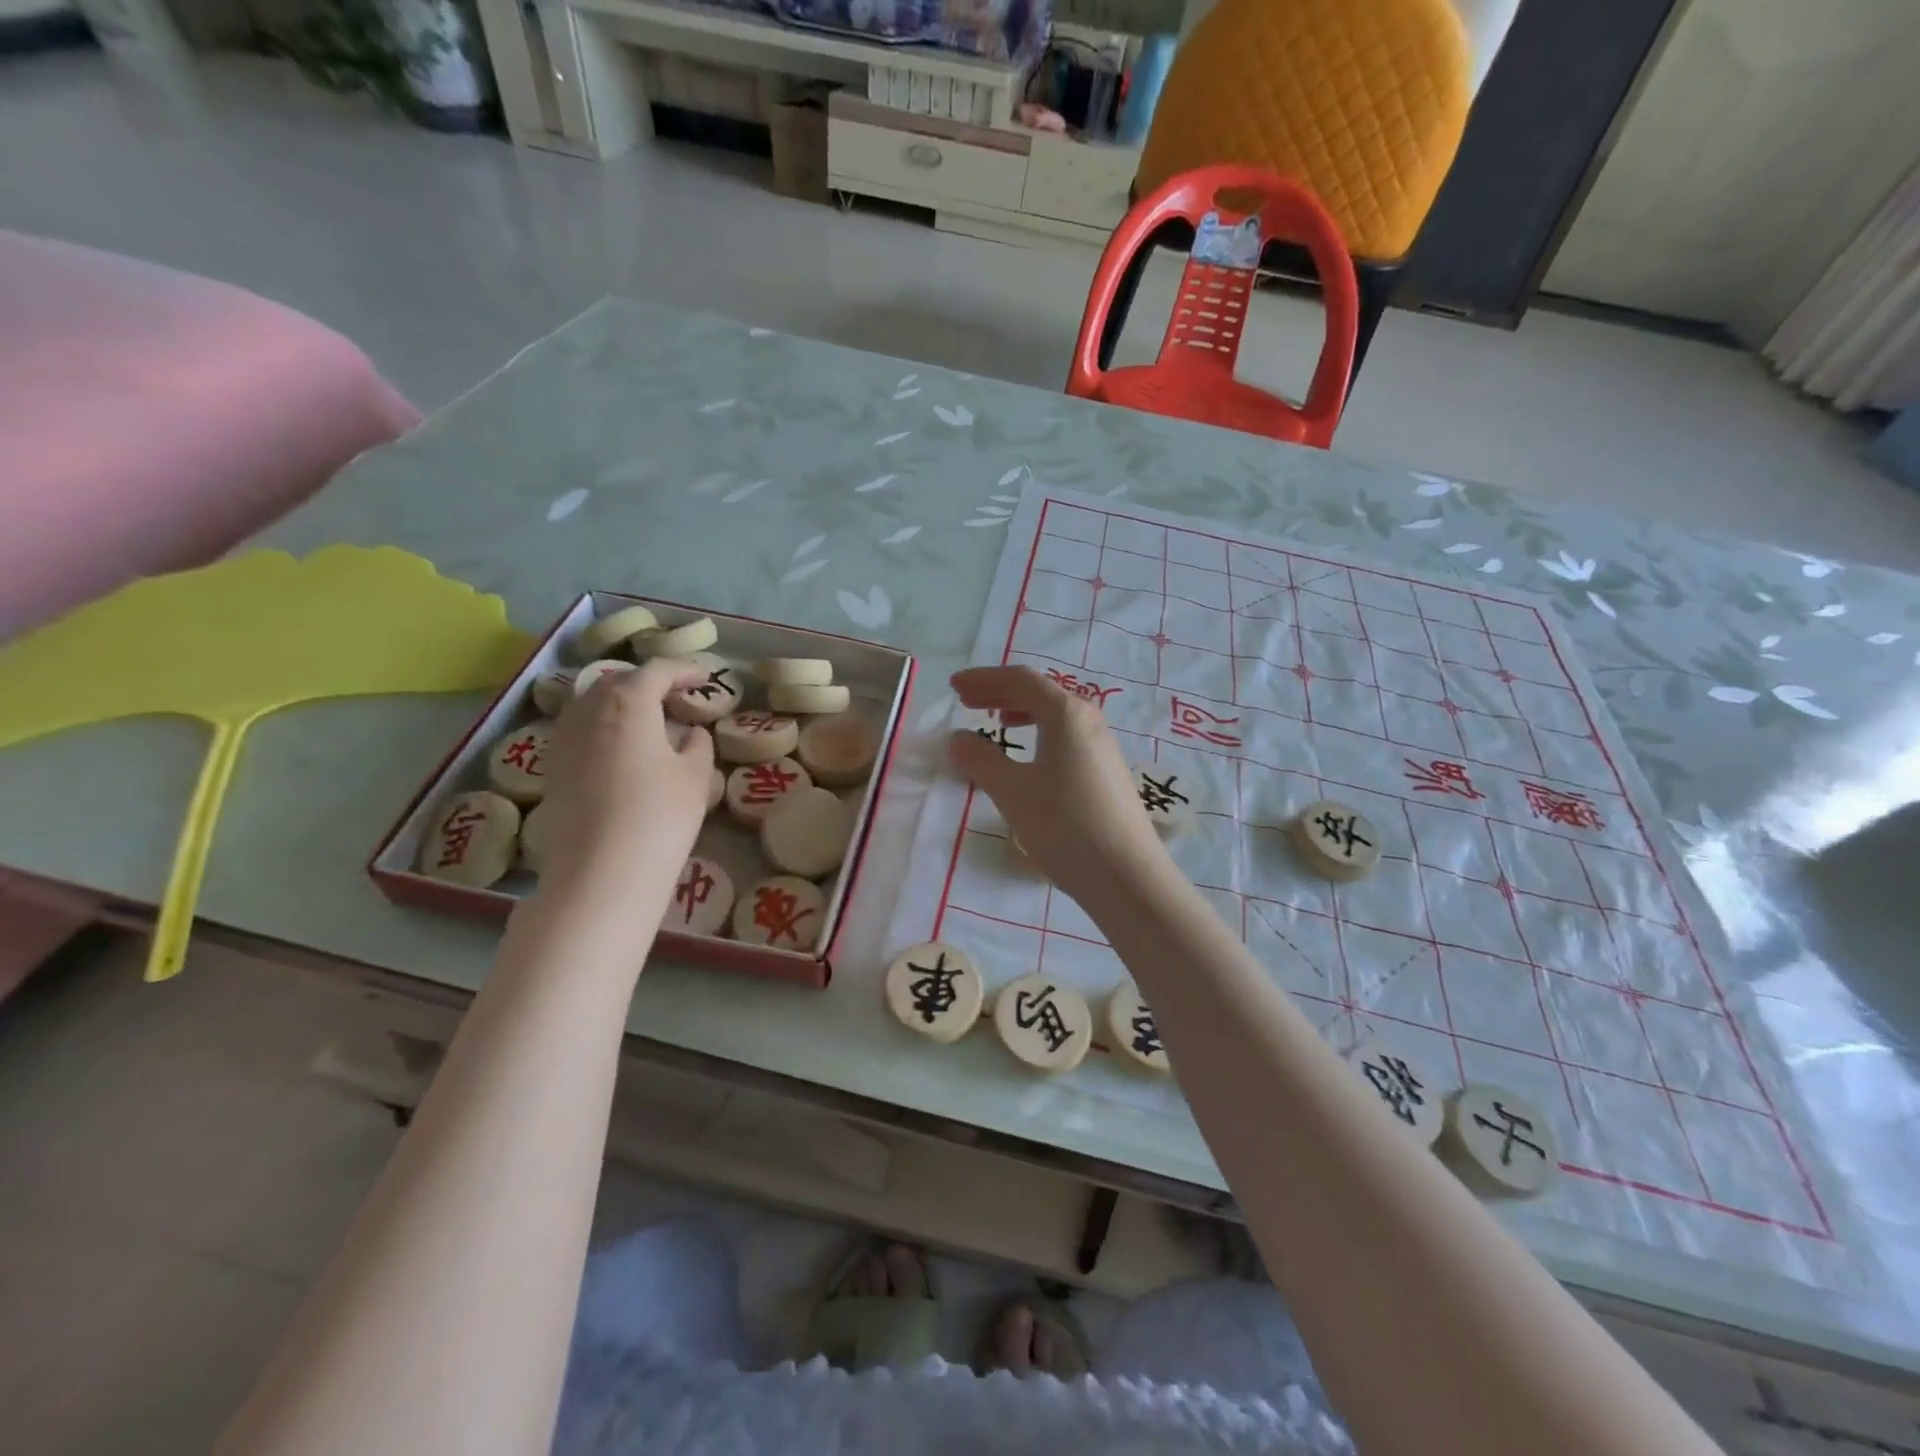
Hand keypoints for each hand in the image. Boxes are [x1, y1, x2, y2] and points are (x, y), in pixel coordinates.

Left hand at [539, 657, 714, 907]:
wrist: (602, 872)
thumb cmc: (660, 815)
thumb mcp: (695, 776)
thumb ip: (696, 745)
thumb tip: (690, 734)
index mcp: (628, 702)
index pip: (656, 671)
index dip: (683, 670)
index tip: (705, 678)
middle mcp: (589, 710)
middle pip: (618, 681)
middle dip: (649, 683)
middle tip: (678, 698)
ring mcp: (564, 738)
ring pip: (593, 703)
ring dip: (623, 703)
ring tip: (651, 721)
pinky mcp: (553, 767)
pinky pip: (580, 729)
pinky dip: (604, 726)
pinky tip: (623, 749)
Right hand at [947, 665, 1169, 902]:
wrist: (1127, 876)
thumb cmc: (1064, 825)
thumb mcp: (1012, 792)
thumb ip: (980, 760)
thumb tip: (958, 738)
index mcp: (1066, 714)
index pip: (1020, 680)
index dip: (984, 678)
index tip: (954, 686)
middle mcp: (1089, 720)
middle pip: (1040, 692)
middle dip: (1000, 692)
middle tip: (966, 701)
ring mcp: (1103, 746)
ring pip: (1055, 715)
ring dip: (1021, 712)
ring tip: (997, 722)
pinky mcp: (1108, 772)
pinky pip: (1066, 736)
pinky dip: (1039, 733)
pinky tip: (1030, 758)